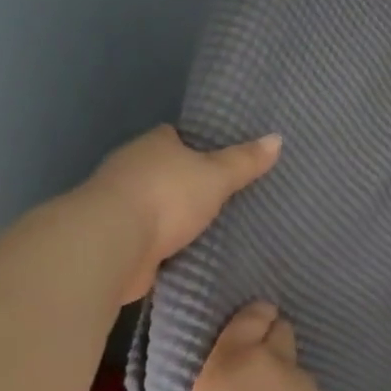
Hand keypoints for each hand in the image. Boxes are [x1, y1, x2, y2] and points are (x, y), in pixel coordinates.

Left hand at [85, 125, 280, 302]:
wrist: (113, 244)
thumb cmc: (166, 197)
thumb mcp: (216, 176)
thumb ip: (244, 162)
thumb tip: (277, 138)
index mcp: (153, 145)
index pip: (175, 137)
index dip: (197, 145)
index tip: (220, 158)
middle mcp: (131, 169)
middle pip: (164, 171)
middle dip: (187, 183)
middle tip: (224, 195)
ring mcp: (120, 206)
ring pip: (156, 206)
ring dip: (174, 217)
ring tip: (212, 227)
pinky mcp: (118, 240)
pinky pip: (150, 238)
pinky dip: (165, 244)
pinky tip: (187, 253)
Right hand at [126, 302, 349, 390]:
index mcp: (232, 360)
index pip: (250, 317)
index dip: (250, 317)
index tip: (241, 329)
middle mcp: (275, 364)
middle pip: (280, 332)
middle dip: (269, 339)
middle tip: (245, 369)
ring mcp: (308, 390)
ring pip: (294, 370)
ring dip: (280, 381)